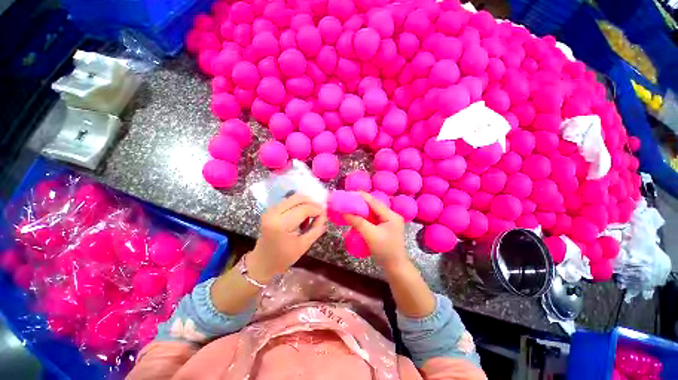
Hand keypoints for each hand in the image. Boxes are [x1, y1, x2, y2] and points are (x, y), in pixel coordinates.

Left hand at [248, 193, 326, 282]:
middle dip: (312, 203)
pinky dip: (299, 204)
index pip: (303, 209)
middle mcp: (274, 213)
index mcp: (280, 224)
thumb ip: (316, 228)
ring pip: (293, 198)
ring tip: (311, 214)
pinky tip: (302, 215)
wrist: (263, 261)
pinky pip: (289, 201)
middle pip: (298, 199)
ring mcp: (271, 209)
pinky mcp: (271, 209)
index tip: (324, 214)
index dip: (316, 210)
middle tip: (320, 211)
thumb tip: (324, 214)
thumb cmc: (283, 257)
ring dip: (305, 203)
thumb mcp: (304, 245)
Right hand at [345, 192, 408, 270]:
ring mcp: (388, 221)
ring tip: (349, 208)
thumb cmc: (385, 251)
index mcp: (391, 215)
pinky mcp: (384, 227)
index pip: (373, 201)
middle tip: (346, 202)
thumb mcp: (370, 235)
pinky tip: (356, 218)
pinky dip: (364, 218)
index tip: (348, 194)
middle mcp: (391, 215)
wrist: (395, 267)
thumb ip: (358, 222)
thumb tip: (344, 213)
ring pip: (372, 212)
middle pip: (373, 205)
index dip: (360, 197)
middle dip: (359, 203)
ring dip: (361, 211)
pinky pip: (372, 219)